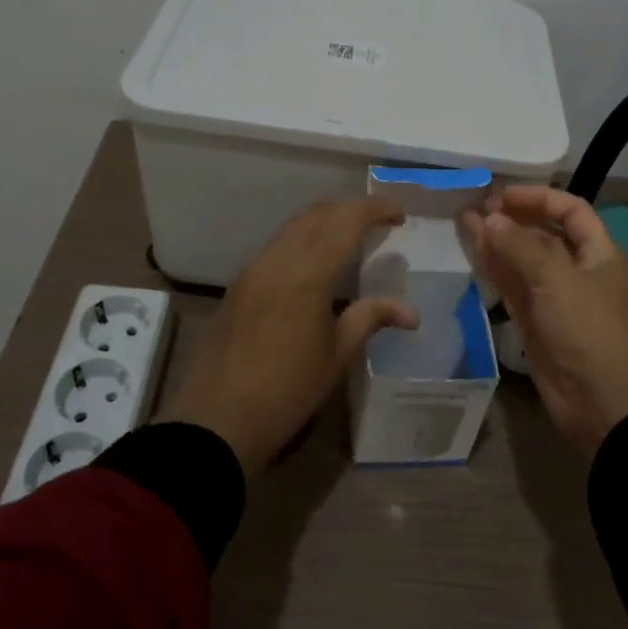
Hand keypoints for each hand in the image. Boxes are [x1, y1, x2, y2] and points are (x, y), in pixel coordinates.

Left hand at [160, 196, 417, 474]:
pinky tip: (316, 261)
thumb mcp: (336, 356)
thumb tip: (412, 312)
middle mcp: (278, 259)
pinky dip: (304, 237)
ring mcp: (254, 268)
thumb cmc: (286, 391)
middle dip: (351, 208)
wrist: (216, 420)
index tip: (399, 214)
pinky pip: (277, 244)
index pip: (346, 220)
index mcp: (308, 273)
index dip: (376, 208)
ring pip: (294, 225)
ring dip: (325, 219)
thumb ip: (370, 318)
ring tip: (351, 236)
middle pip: (317, 212)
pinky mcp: (240, 283)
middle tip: (379, 221)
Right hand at [463, 186, 627, 453]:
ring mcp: (556, 300)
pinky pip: (513, 289)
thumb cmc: (588, 329)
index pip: (571, 211)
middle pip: (544, 235)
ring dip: (497, 242)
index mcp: (600, 254)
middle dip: (512, 220)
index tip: (502, 195)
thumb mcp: (556, 279)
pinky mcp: (537, 325)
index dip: (538, 198)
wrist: (603, 403)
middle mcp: (579, 272)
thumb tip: (488, 218)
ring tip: (464, 223)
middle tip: (476, 208)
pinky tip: (473, 254)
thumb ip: (519, 246)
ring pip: (523, 262)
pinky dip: (494, 271)